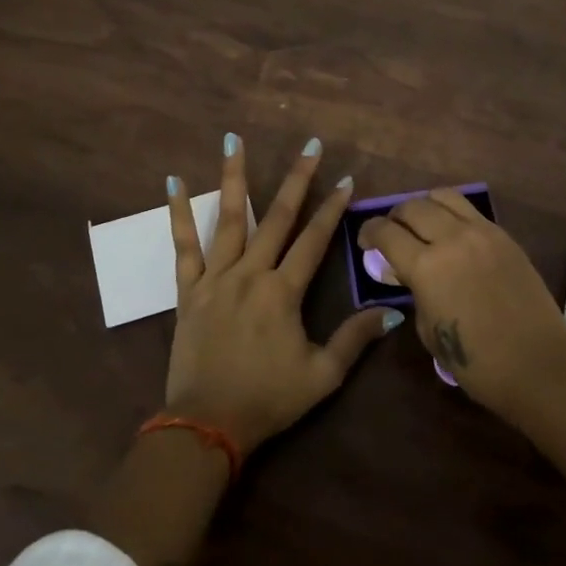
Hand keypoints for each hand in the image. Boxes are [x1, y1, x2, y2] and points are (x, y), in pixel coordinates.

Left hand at [164, 134, 400, 453]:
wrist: (206, 424)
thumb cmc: (267, 401)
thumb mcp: (322, 377)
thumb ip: (354, 340)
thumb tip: (390, 312)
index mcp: (283, 292)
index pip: (314, 240)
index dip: (332, 209)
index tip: (346, 179)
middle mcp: (250, 274)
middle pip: (278, 217)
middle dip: (297, 179)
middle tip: (309, 144)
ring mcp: (216, 278)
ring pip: (228, 218)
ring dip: (234, 177)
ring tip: (233, 140)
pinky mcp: (189, 290)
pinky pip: (183, 245)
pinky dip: (179, 213)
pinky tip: (174, 182)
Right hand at [358, 190, 565, 418]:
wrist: (539, 365)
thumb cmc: (477, 362)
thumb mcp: (429, 330)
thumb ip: (414, 292)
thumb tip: (406, 273)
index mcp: (426, 266)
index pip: (386, 232)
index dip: (369, 232)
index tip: (365, 241)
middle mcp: (452, 238)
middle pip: (412, 207)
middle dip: (395, 217)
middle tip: (392, 234)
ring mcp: (482, 232)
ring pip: (443, 196)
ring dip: (425, 206)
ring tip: (422, 225)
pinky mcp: (504, 235)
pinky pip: (470, 210)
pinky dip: (452, 214)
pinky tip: (452, 233)